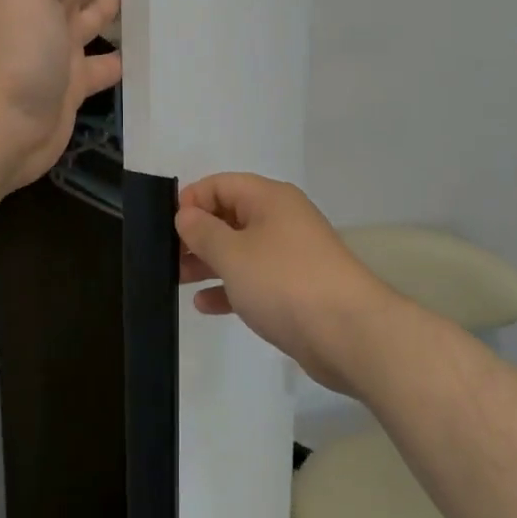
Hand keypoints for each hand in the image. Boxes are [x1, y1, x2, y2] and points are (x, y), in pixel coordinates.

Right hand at [176, 173, 401, 395]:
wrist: (349, 333)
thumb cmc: (285, 281)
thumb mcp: (233, 254)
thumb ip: (203, 232)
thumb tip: (186, 215)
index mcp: (269, 198)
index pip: (222, 184)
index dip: (192, 200)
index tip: (167, 226)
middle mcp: (281, 219)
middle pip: (230, 216)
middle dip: (198, 234)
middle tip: (167, 257)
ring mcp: (291, 255)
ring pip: (240, 249)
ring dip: (209, 262)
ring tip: (178, 280)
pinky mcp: (296, 289)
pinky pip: (254, 279)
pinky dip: (230, 287)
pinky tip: (205, 305)